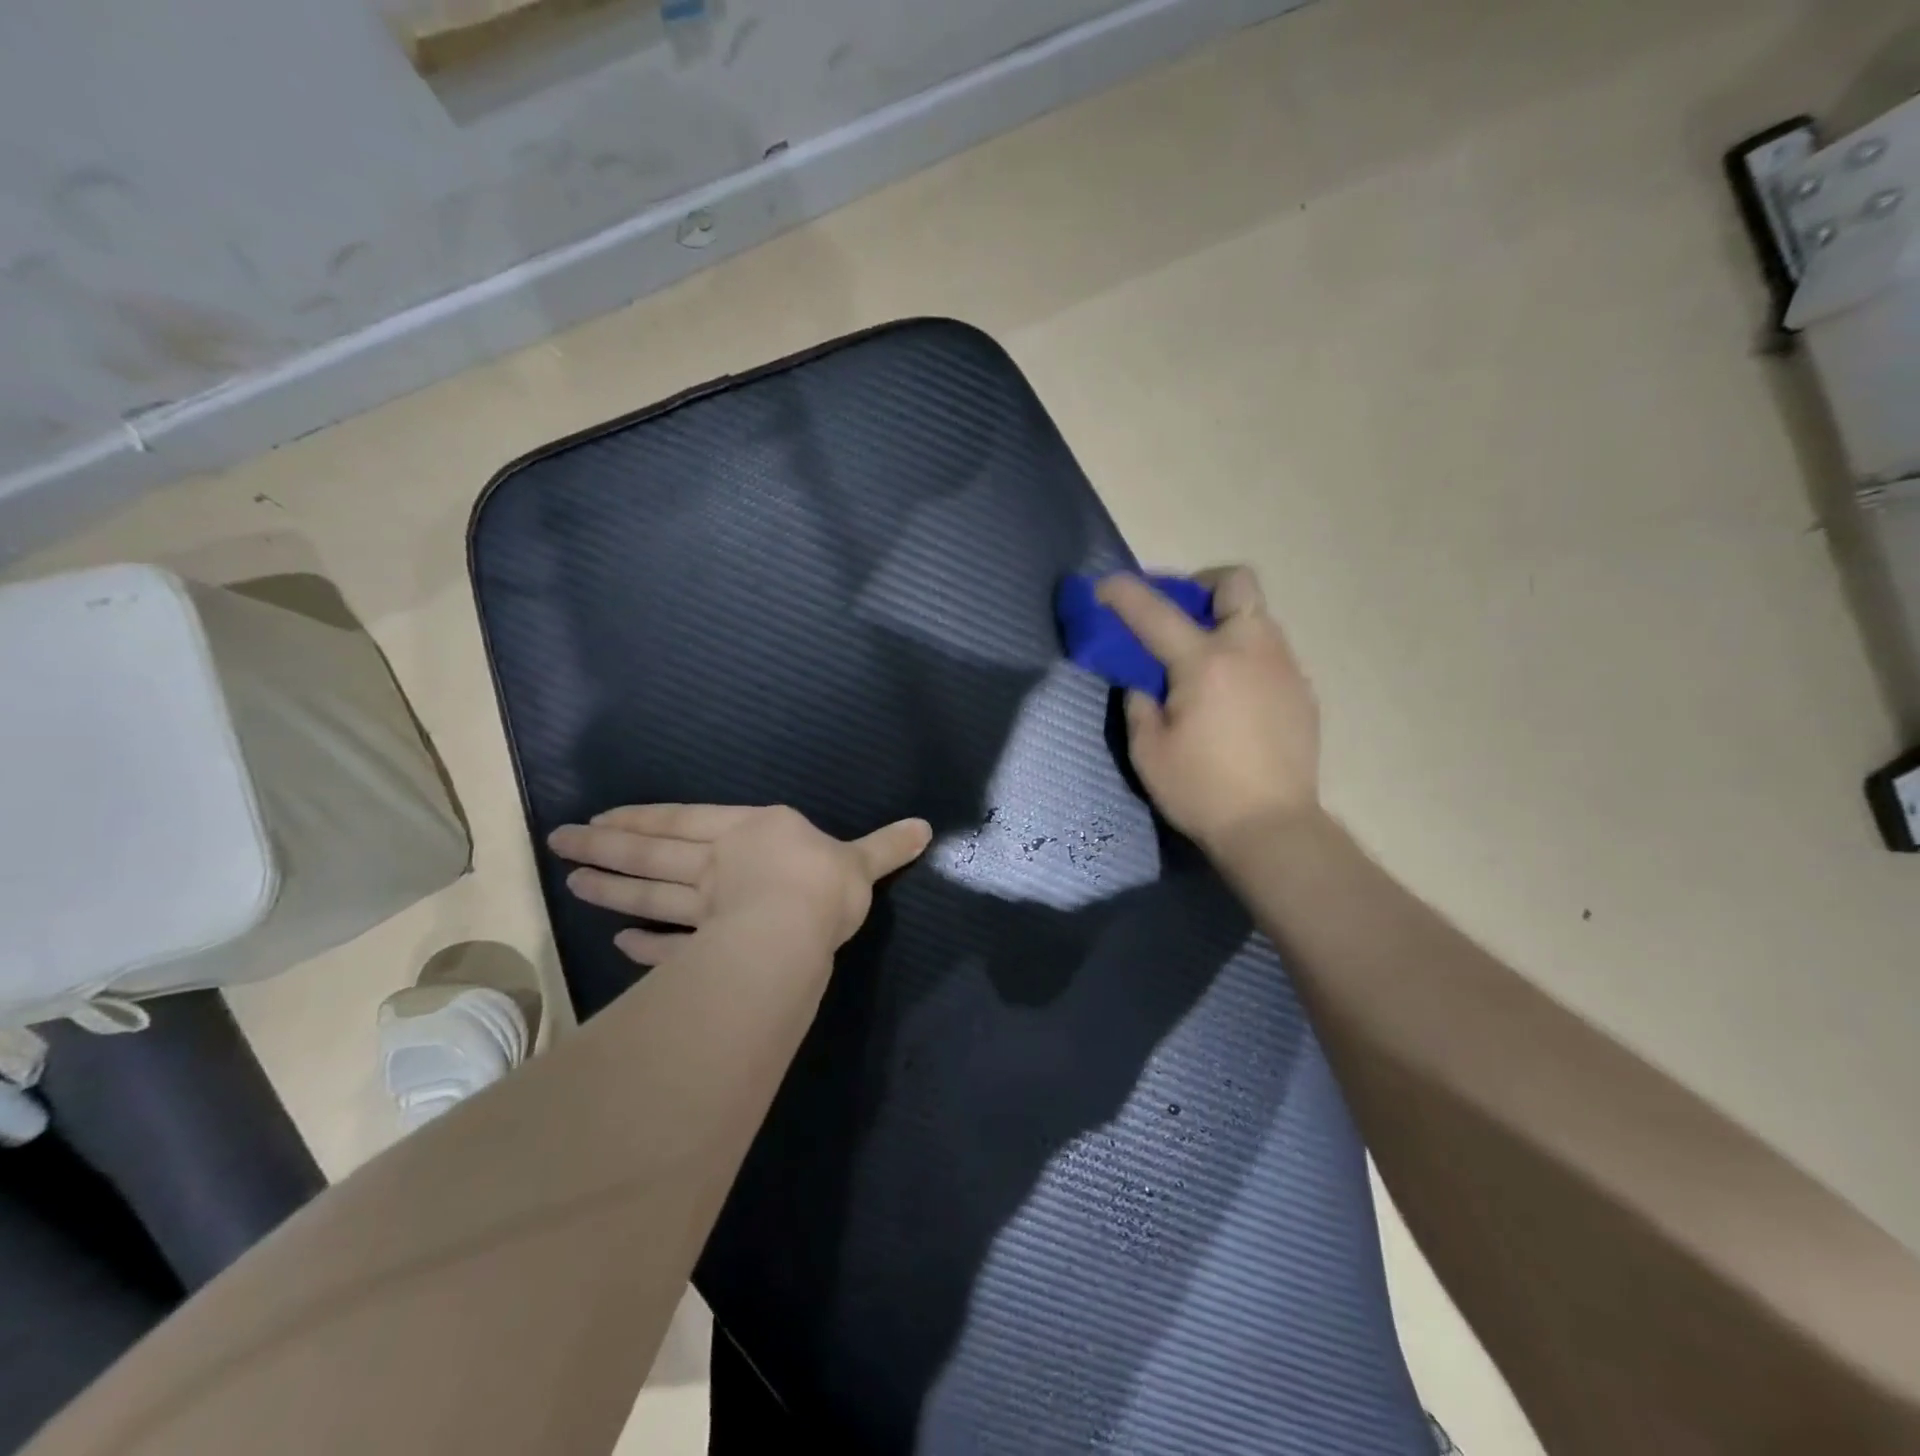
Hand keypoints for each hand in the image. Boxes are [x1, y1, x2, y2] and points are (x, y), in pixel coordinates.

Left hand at [548, 805, 931, 966]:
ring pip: (650, 894)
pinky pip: (671, 945)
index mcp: (752, 831)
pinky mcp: (709, 946)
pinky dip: (646, 946)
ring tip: (573, 883)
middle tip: (560, 843)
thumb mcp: (862, 860)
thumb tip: (927, 827)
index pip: (687, 819)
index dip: (646, 818)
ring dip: (612, 889)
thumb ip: (887, 846)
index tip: (603, 819)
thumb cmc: (825, 882)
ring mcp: (708, 907)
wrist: (799, 928)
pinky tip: (620, 946)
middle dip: (607, 848)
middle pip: (654, 854)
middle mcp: (719, 863)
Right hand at [1097, 566, 1320, 849]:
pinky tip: (1233, 697)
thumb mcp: (1148, 751)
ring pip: (1258, 616)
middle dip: (1202, 586)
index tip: (1104, 585)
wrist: (1273, 827)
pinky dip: (1246, 657)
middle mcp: (1250, 650)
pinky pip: (1271, 654)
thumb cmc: (1200, 790)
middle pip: (1236, 582)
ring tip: (1204, 662)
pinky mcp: (1302, 692)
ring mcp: (1284, 668)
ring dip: (1226, 622)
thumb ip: (1139, 704)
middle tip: (1180, 614)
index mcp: (1205, 663)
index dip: (1124, 593)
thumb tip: (1144, 682)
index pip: (1155, 612)